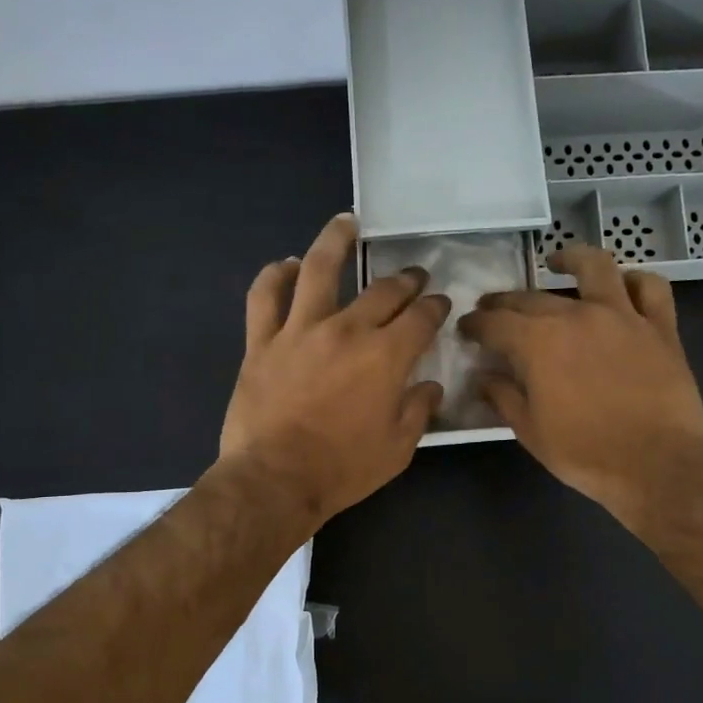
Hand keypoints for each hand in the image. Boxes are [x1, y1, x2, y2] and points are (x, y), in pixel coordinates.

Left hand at [218, 213, 448, 525]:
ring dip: (335, 240)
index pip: (421, 318)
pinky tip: (285, 264)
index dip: (435, 306)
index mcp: (386, 356)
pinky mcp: (262, 342)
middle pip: (382, 291)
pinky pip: (264, 297)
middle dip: (405, 280)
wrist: (275, 480)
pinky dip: (274, 275)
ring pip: (318, 270)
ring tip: (346, 223)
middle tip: (413, 276)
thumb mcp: (397, 449)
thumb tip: (430, 386)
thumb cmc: (343, 469)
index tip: (440, 303)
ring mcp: (300, 330)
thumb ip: (418, 411)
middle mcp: (347, 330)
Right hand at [458, 245, 702, 533]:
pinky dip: (635, 280)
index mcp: (539, 342)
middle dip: (506, 302)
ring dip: (572, 259)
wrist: (656, 464)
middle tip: (493, 309)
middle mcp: (578, 316)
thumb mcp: (530, 431)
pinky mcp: (660, 328)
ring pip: (596, 268)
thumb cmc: (584, 453)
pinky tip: (623, 284)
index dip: (476, 325)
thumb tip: (484, 377)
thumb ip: (503, 397)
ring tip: (558, 262)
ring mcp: (623, 316)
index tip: (466, 329)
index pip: (496, 323)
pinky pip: (651, 289)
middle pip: (533, 298)